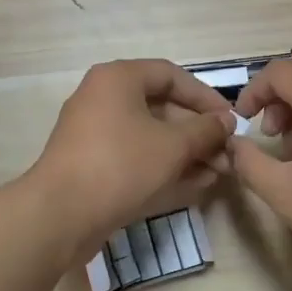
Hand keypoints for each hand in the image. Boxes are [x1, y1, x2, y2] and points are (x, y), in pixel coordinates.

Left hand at [30, 60, 236, 257]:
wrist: (61, 214)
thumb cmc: (121, 165)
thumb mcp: (172, 146)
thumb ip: (204, 130)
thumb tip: (226, 122)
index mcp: (118, 79)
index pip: (171, 75)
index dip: (205, 97)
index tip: (230, 121)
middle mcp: (103, 99)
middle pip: (161, 107)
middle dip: (198, 132)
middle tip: (227, 153)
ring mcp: (95, 134)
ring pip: (150, 136)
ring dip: (186, 153)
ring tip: (219, 173)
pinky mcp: (93, 165)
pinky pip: (135, 158)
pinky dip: (164, 168)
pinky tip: (196, 185)